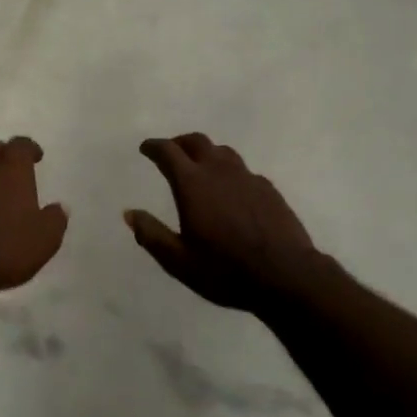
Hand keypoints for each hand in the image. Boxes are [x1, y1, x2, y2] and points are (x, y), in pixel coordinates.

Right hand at [126, 134, 321, 311]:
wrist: (286, 275)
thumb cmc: (225, 270)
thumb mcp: (178, 260)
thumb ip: (151, 234)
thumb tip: (129, 213)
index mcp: (192, 184)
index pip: (168, 152)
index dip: (154, 147)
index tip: (145, 148)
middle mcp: (219, 171)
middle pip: (197, 142)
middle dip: (179, 143)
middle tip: (170, 152)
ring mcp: (248, 177)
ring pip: (223, 152)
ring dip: (206, 153)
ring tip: (199, 166)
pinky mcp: (268, 189)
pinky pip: (243, 170)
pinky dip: (229, 171)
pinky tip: (231, 190)